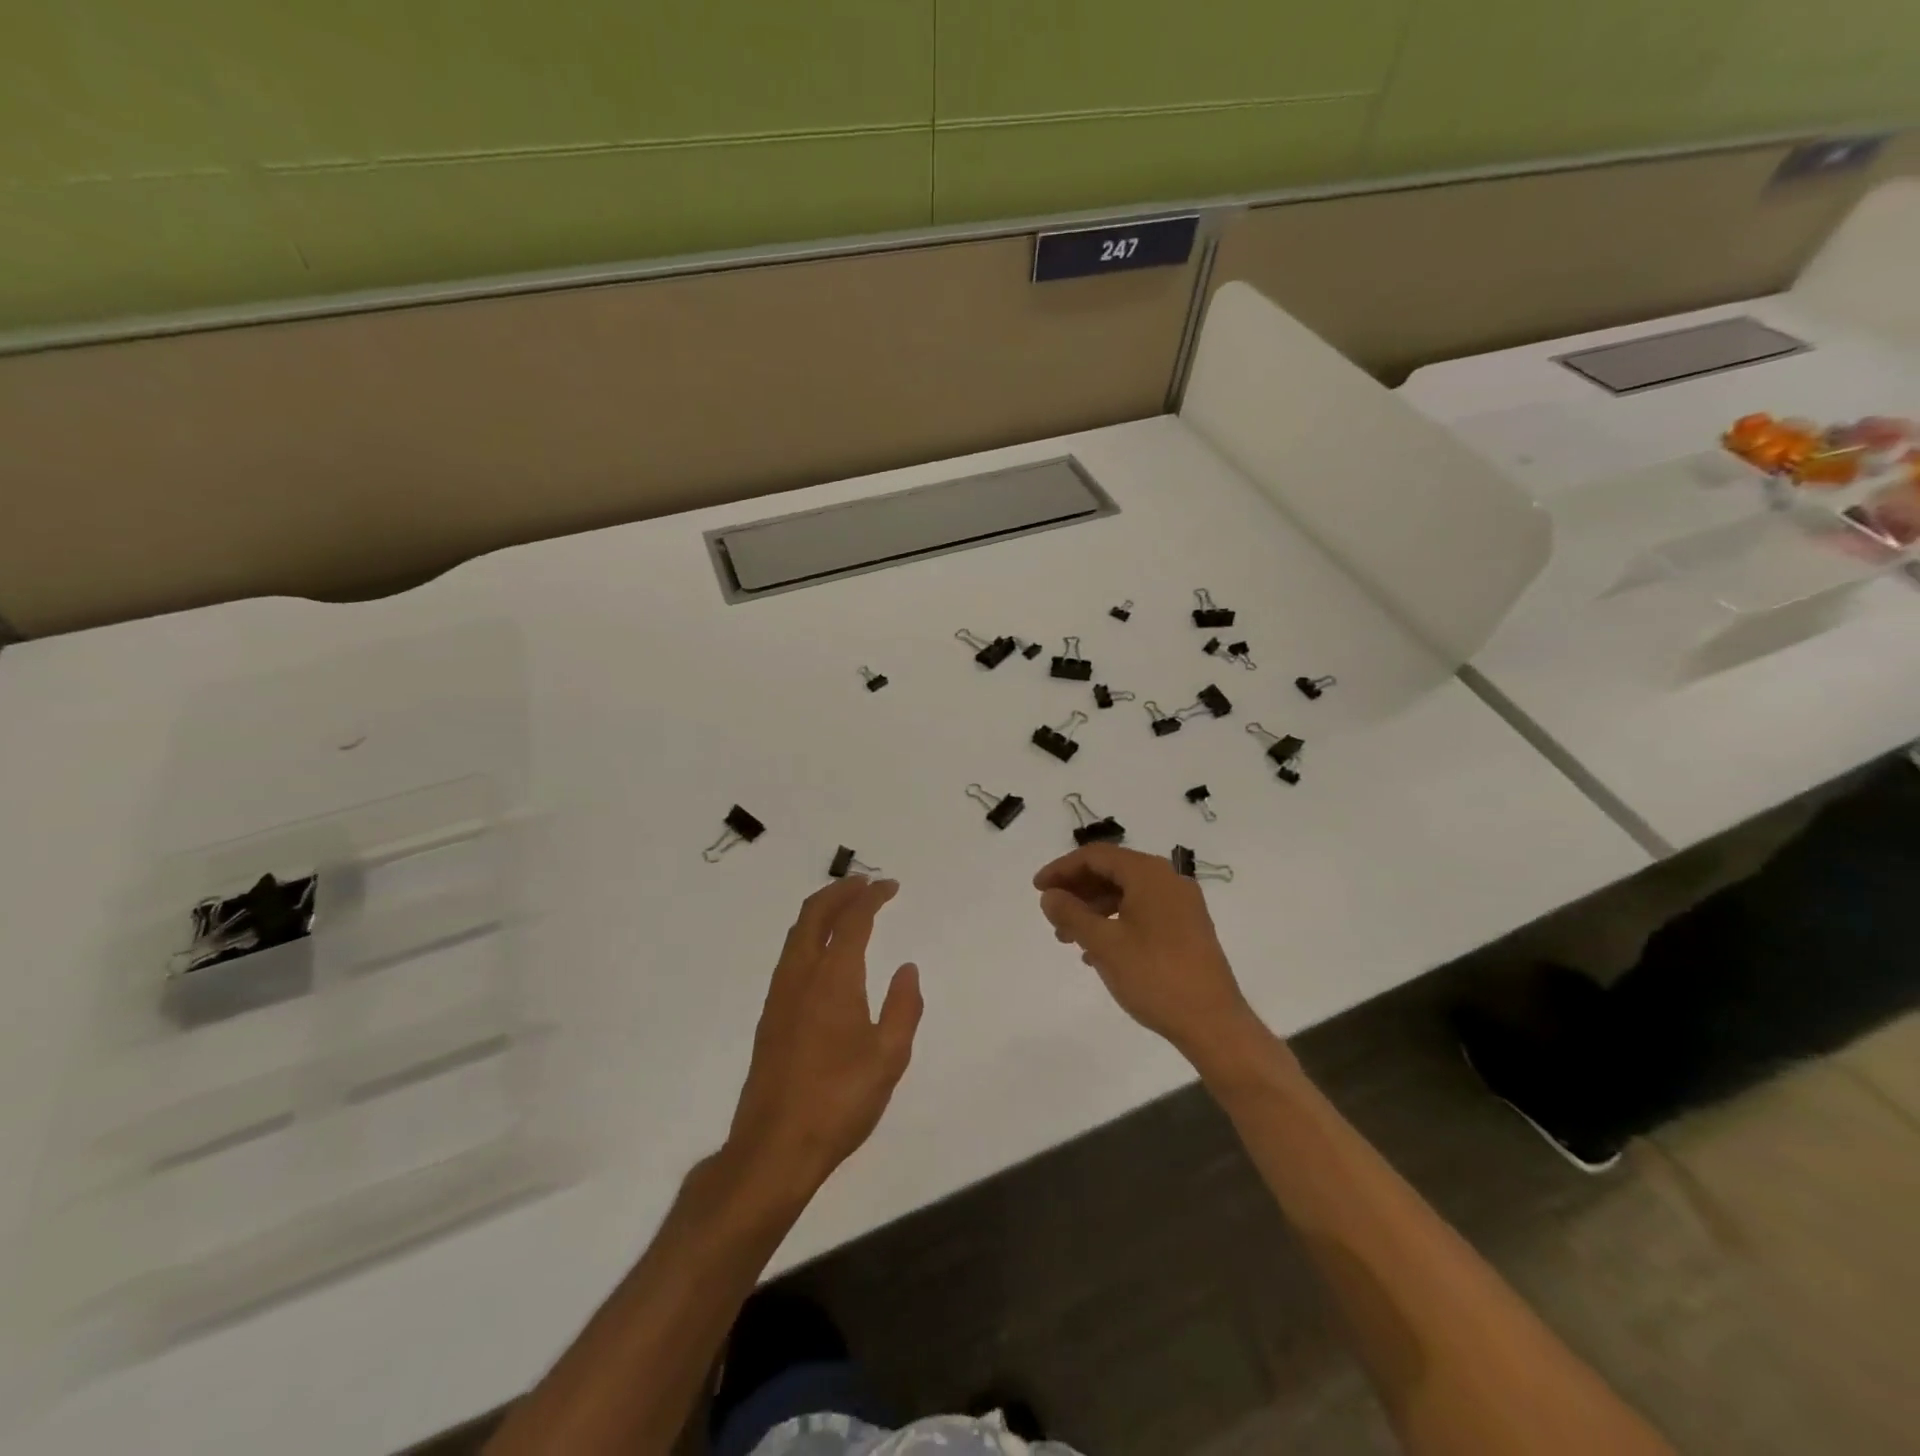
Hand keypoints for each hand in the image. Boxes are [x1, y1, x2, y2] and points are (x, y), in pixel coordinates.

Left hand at [727, 877, 923, 1193]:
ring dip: (821, 911)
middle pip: (814, 915)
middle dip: (839, 892)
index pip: (852, 921)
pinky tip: (823, 954)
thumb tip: (907, 968)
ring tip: (845, 908)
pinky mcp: (770, 1016)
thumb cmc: (839, 1101)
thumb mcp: (889, 1057)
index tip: (890, 886)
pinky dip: (809, 935)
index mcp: (833, 979)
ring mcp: (779, 996)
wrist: (773, 1147)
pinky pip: (790, 955)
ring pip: (796, 934)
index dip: (872, 898)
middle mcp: (801, 976)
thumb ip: (903, 1007)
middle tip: (865, 884)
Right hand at [1034, 844, 1260, 1065]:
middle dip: (1077, 890)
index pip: (1096, 856)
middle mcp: (1168, 880)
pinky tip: (1097, 952)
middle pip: (1112, 872)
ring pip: (1126, 894)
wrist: (1213, 1022)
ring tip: (1068, 938)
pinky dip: (1115, 922)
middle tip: (1051, 913)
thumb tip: (1049, 896)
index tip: (1037, 889)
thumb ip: (1071, 914)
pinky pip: (1142, 912)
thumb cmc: (1154, 976)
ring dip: (1093, 909)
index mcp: (1149, 874)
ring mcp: (1181, 905)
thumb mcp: (1103, 944)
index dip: (1062, 869)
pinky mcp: (1187, 928)